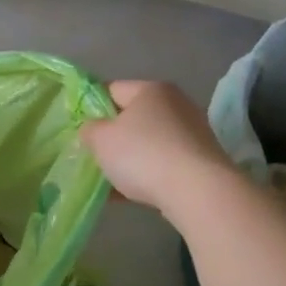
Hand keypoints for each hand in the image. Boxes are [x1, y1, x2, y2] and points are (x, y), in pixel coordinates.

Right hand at [80, 80, 237, 214]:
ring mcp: (193, 132)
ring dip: (130, 159)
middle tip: (96, 157)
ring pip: (149, 143)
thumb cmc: (143, 156)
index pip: (111, 90)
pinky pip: (165, 163)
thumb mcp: (101, 140)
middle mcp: (176, 104)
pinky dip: (149, 175)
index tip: (81, 131)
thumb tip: (93, 129)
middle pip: (133, 117)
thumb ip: (90, 129)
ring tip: (112, 182)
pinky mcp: (203, 160)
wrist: (199, 192)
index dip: (92, 108)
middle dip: (113, 137)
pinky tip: (131, 195)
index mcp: (151, 89)